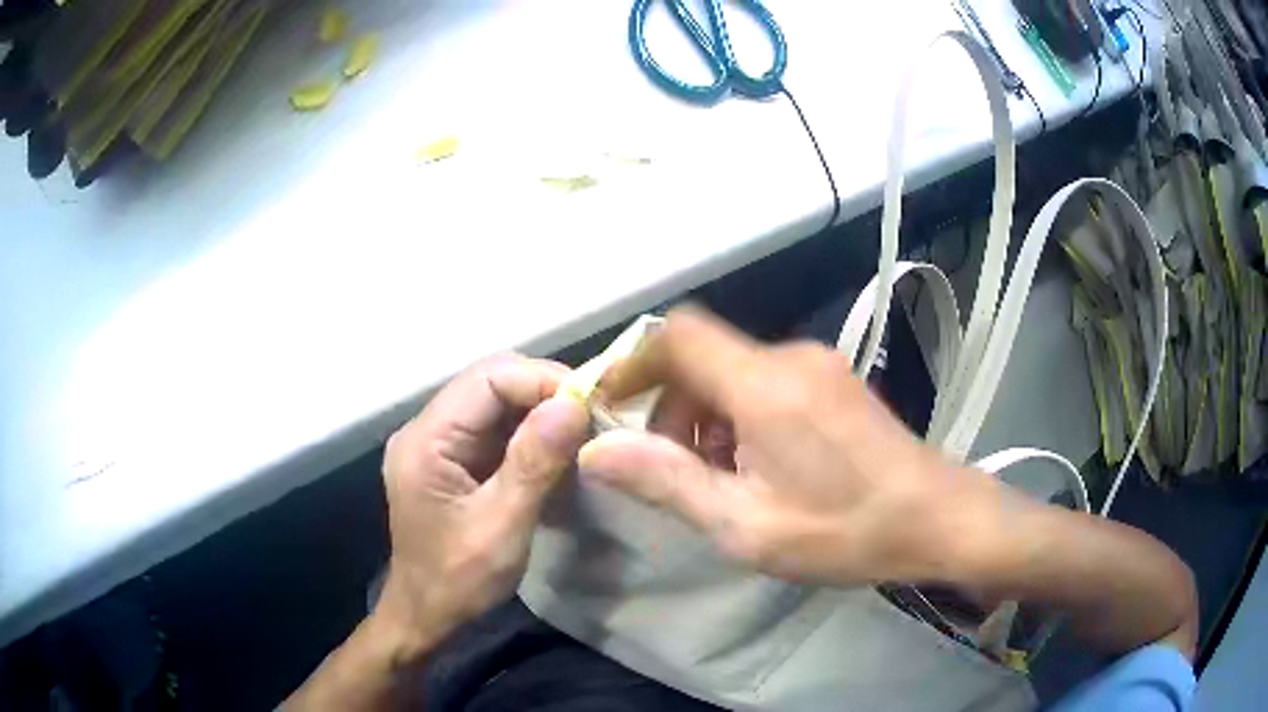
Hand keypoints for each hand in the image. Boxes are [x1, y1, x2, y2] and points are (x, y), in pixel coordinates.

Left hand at [286, 355, 590, 710]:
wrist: (427, 615)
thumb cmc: (458, 581)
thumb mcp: (501, 527)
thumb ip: (533, 464)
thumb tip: (573, 404)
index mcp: (426, 441)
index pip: (487, 379)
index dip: (541, 380)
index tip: (591, 402)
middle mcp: (426, 429)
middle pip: (491, 382)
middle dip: (545, 393)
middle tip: (593, 418)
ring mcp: (438, 442)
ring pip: (496, 402)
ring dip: (541, 413)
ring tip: (583, 434)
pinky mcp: (452, 458)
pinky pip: (496, 428)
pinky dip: (530, 434)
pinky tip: (557, 454)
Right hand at [580, 306, 976, 586]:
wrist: (937, 518)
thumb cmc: (845, 530)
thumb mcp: (746, 525)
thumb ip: (667, 482)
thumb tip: (597, 450)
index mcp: (764, 385)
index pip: (677, 335)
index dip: (634, 363)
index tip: (611, 409)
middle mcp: (789, 358)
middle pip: (702, 356)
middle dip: (671, 406)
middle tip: (673, 469)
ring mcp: (816, 365)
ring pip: (732, 370)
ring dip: (706, 415)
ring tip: (717, 478)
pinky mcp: (832, 380)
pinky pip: (764, 380)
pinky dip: (739, 414)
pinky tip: (757, 465)